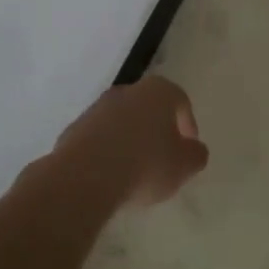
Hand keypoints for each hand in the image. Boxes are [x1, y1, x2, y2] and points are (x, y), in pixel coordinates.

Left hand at [56, 75, 208, 206]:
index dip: (188, 124)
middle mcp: (127, 91)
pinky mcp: (73, 129)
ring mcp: (96, 108)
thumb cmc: (145, 164)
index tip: (188, 148)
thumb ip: (195, 155)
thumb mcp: (184, 166)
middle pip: (148, 108)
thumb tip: (194, 150)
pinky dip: (107, 152)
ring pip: (121, 122)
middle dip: (156, 130)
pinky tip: (110, 176)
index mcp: (158, 91)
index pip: (180, 101)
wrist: (85, 176)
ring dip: (130, 141)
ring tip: (135, 171)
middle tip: (163, 158)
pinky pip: (99, 139)